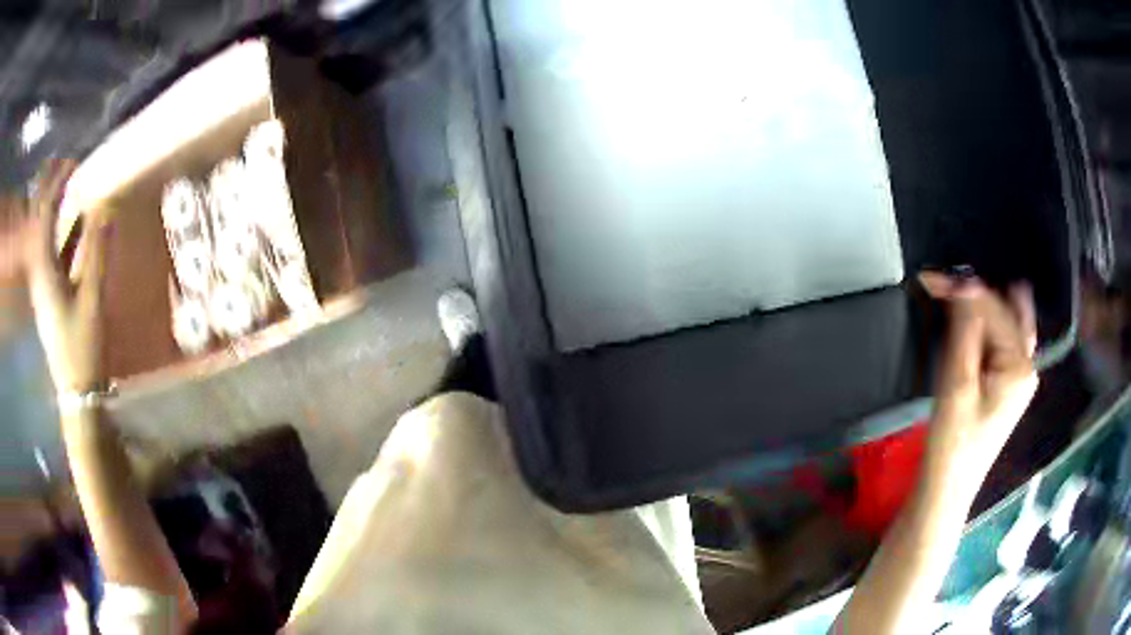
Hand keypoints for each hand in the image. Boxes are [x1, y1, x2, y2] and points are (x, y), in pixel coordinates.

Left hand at [23, 160, 107, 392]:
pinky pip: (53, 253)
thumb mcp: (92, 299)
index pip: (45, 214)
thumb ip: (98, 253)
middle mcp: (39, 272)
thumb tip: (106, 209)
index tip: (74, 161)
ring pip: (45, 236)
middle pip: (40, 222)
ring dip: (56, 209)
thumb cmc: (81, 346)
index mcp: (44, 270)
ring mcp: (43, 284)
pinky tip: (78, 225)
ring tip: (71, 186)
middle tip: (67, 166)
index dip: (58, 184)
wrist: (76, 390)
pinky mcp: (50, 294)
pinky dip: (64, 233)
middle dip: (51, 191)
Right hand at [919, 271, 1038, 489]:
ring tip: (954, 302)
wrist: (946, 488)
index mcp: (1020, 365)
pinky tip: (966, 327)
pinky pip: (1001, 340)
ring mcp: (1020, 375)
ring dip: (983, 309)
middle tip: (949, 290)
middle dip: (981, 294)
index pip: (995, 310)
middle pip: (1010, 310)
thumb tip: (964, 285)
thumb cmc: (952, 443)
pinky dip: (984, 327)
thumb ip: (965, 330)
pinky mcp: (1008, 384)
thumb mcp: (957, 383)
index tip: (932, 278)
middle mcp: (1027, 364)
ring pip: (1007, 323)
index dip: (964, 290)